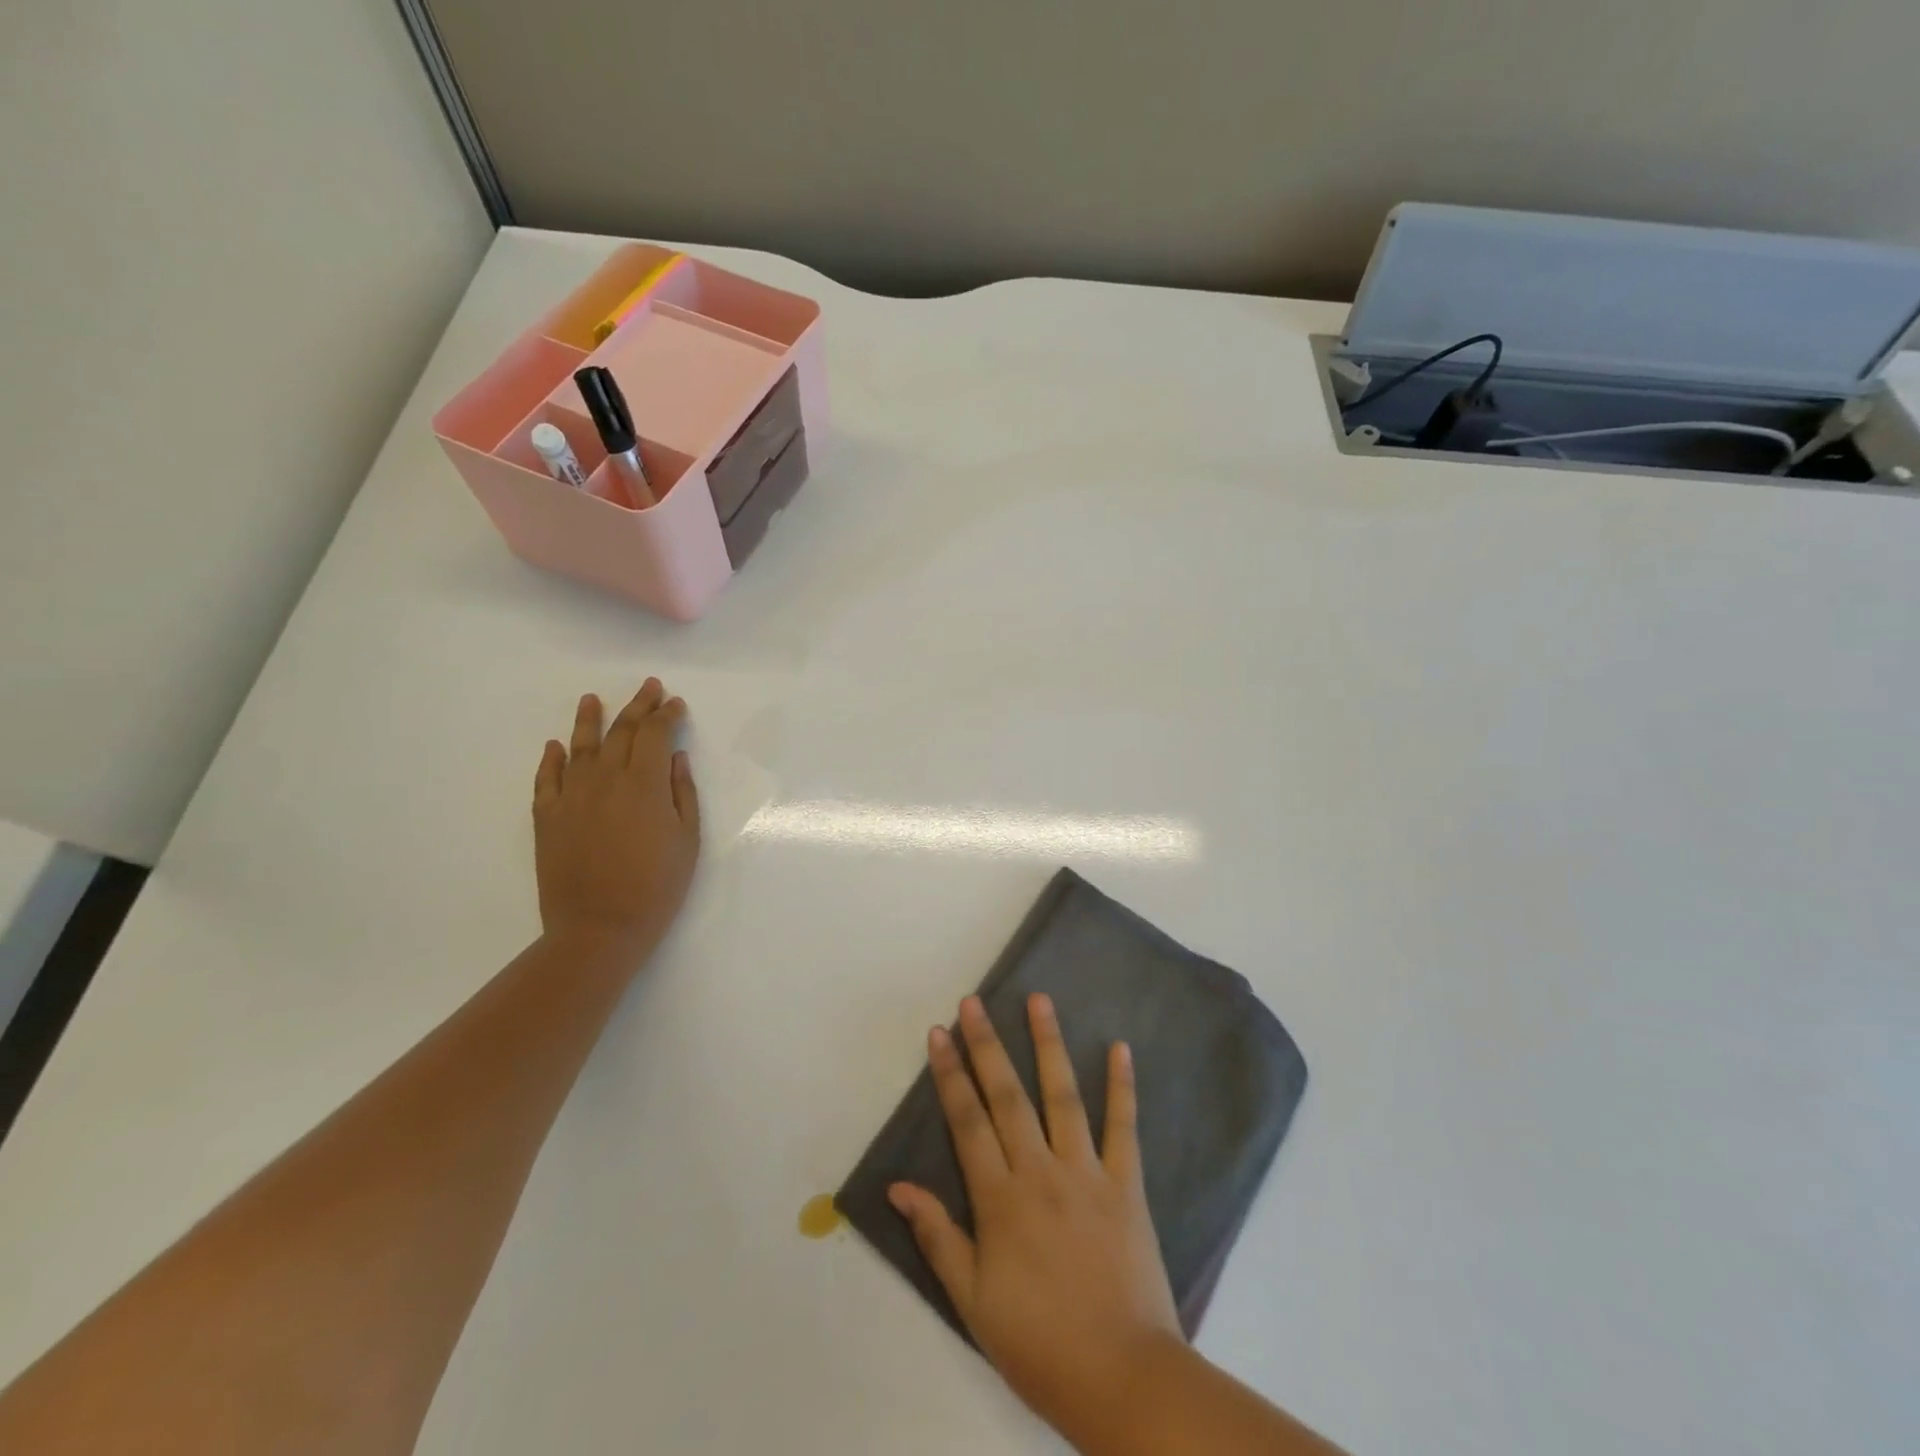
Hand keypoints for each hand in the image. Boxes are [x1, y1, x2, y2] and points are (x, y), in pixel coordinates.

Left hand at [532, 678, 699, 955]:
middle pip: (622, 731)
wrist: (598, 928)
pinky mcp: (546, 817)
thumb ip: (683, 794)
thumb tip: (675, 759)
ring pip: (580, 746)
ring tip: (592, 699)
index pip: (656, 734)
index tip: (677, 703)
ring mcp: (571, 796)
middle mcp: (605, 779)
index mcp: (644, 784)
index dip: (667, 715)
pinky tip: (555, 746)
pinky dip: (551, 758)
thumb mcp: (687, 840)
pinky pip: (547, 778)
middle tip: (649, 687)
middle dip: (639, 706)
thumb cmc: (656, 886)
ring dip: (589, 719)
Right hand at [889, 994, 1182, 1435]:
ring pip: (1063, 1095)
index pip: (967, 1121)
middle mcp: (1040, 1172)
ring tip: (1039, 999)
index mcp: (1000, 1200)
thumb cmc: (1039, 1343)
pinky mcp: (1127, 1184)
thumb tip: (899, 1187)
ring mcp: (1087, 1173)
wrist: (1123, 1378)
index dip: (950, 1074)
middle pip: (1007, 1095)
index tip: (938, 1033)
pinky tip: (1119, 1047)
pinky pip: (1124, 1127)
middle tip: (974, 1002)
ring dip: (1048, 1044)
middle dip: (986, 1044)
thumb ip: (938, 1237)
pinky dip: (1122, 1086)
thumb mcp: (973, 1302)